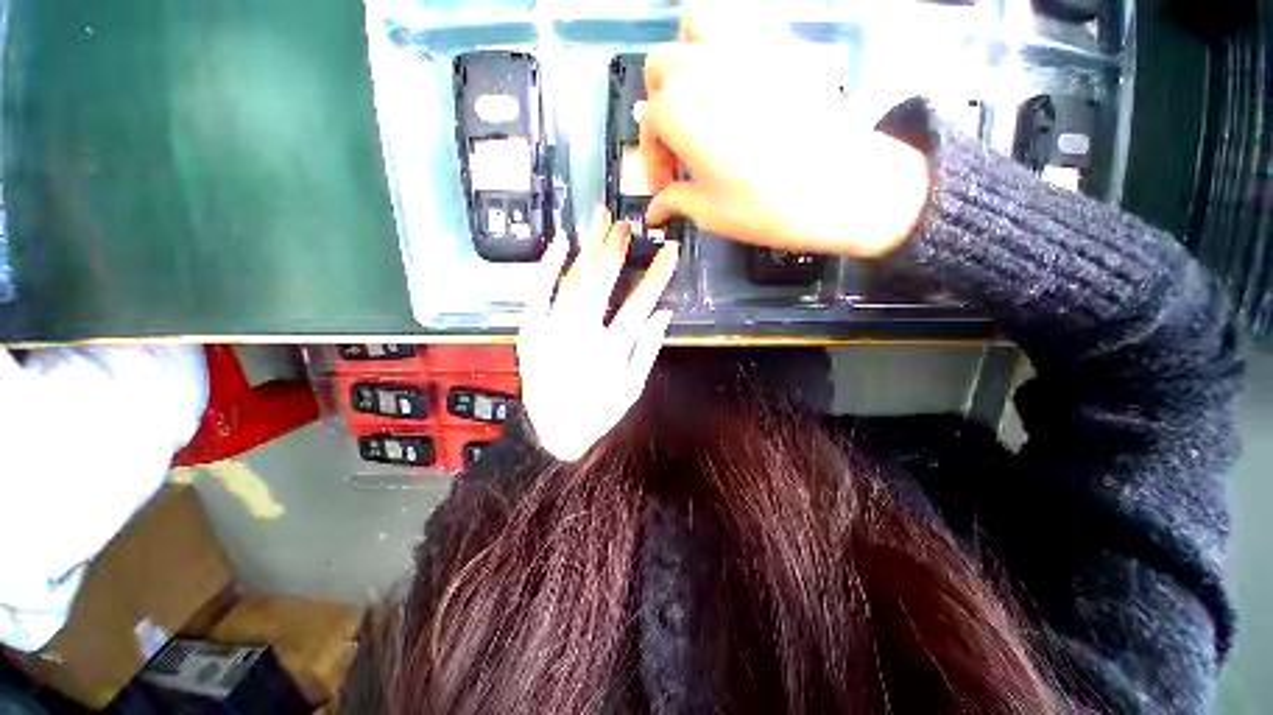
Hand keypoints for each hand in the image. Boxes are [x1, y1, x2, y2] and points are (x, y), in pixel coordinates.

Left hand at [517, 209, 678, 461]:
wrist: (551, 434)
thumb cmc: (597, 413)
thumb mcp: (632, 389)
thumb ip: (648, 350)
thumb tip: (664, 313)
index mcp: (610, 350)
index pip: (640, 304)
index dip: (658, 275)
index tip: (670, 251)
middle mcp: (580, 334)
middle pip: (601, 283)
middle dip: (616, 249)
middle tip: (627, 224)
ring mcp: (550, 330)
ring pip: (571, 280)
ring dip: (588, 247)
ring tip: (599, 218)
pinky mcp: (529, 330)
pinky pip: (536, 292)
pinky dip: (548, 265)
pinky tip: (560, 241)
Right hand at [639, 18, 930, 257]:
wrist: (841, 186)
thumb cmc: (763, 204)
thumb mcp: (709, 211)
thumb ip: (675, 201)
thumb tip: (655, 211)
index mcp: (676, 108)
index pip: (649, 127)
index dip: (653, 162)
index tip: (665, 188)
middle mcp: (701, 62)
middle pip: (661, 67)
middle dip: (660, 105)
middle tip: (678, 142)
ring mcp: (745, 42)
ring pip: (697, 25)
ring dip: (688, 56)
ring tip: (701, 95)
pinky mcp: (783, 40)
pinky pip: (743, 23)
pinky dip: (729, 44)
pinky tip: (738, 81)